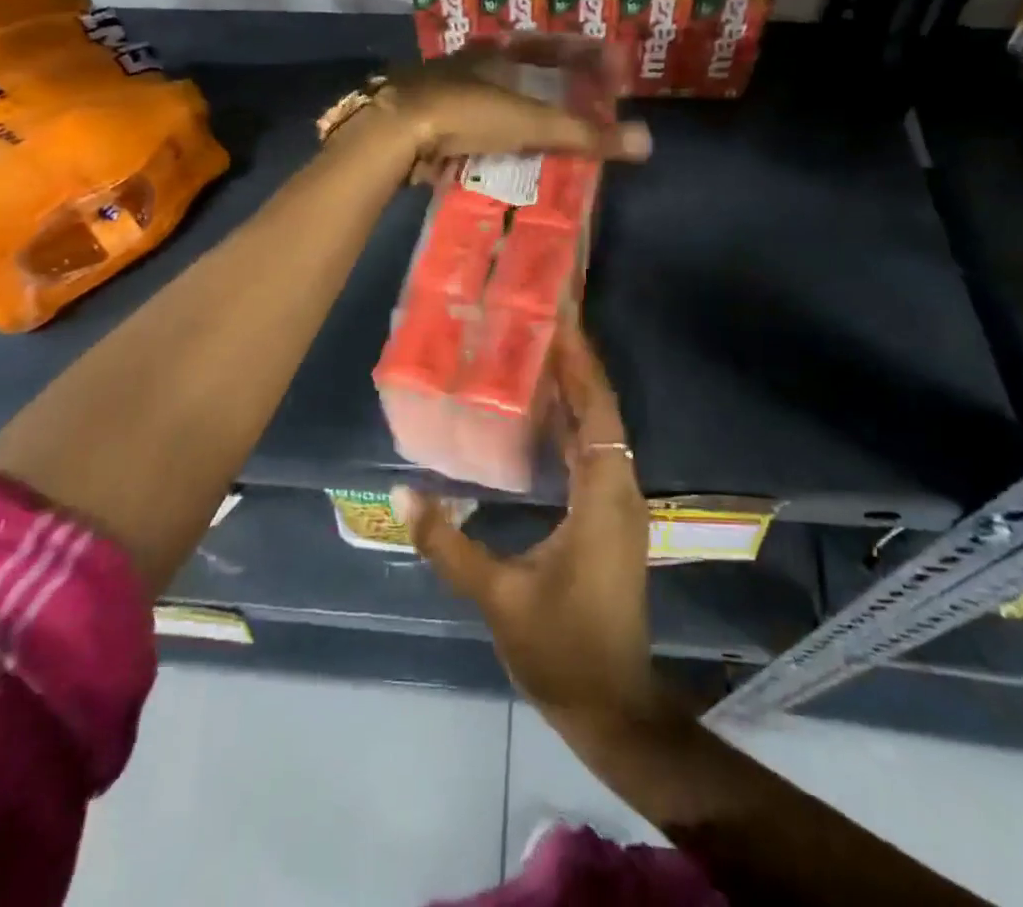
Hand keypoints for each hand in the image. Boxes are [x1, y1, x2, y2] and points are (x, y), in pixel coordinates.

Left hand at [376, 43, 650, 168]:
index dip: (579, 56)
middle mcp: (468, 62)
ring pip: (488, 96)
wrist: (393, 131)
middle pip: (517, 69)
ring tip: (540, 133)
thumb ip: (584, 133)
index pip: (548, 46)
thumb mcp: (531, 122)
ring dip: (514, 112)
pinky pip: (465, 123)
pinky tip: (495, 150)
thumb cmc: (467, 113)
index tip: (604, 70)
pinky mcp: (422, 118)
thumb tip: (646, 143)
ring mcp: (441, 89)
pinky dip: (486, 134)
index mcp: (496, 51)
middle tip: (574, 105)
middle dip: (546, 85)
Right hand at [394, 321, 660, 729]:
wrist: (611, 705)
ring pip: (600, 430)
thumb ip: (448, 543)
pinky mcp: (610, 517)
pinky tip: (542, 413)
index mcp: (603, 495)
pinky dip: (572, 423)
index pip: (596, 409)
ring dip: (574, 391)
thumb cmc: (560, 648)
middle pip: (601, 410)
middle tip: (539, 322)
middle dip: (575, 364)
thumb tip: (403, 496)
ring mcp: (618, 503)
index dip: (580, 362)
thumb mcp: (497, 595)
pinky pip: (593, 452)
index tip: (559, 318)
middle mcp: (619, 488)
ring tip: (535, 353)